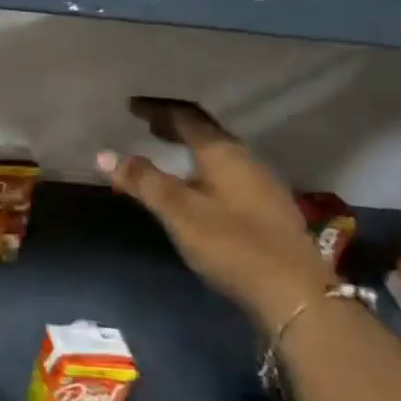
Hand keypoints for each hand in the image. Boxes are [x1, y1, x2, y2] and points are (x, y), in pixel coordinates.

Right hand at [98, 98, 332, 334]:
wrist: (296, 295)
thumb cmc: (232, 244)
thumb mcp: (179, 212)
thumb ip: (143, 180)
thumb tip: (104, 154)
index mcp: (222, 152)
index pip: (185, 116)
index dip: (156, 109)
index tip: (131, 106)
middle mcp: (245, 159)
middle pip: (205, 131)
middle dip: (174, 124)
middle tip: (146, 124)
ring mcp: (261, 184)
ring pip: (218, 153)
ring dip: (189, 147)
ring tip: (166, 151)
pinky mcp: (267, 208)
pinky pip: (227, 172)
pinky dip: (203, 167)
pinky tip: (196, 186)